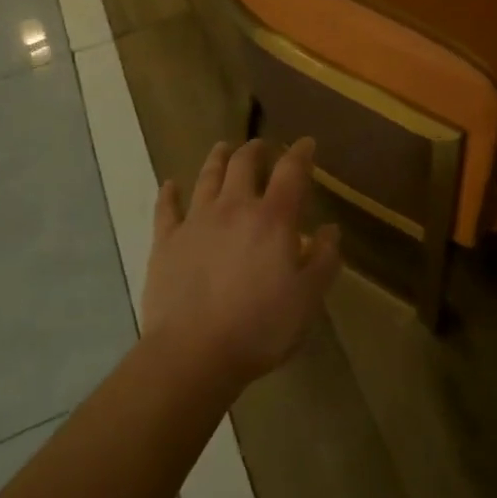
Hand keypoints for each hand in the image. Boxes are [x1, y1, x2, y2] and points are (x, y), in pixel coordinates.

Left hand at [142, 137, 341, 389]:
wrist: (192, 354)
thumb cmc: (259, 327)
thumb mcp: (308, 299)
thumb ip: (324, 259)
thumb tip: (330, 229)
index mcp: (273, 218)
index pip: (291, 171)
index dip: (301, 153)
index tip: (307, 143)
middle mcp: (235, 207)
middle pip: (244, 164)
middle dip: (255, 150)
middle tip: (261, 146)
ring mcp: (197, 221)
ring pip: (208, 177)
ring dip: (218, 158)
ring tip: (223, 148)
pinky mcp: (166, 242)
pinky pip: (166, 209)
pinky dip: (169, 193)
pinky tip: (170, 184)